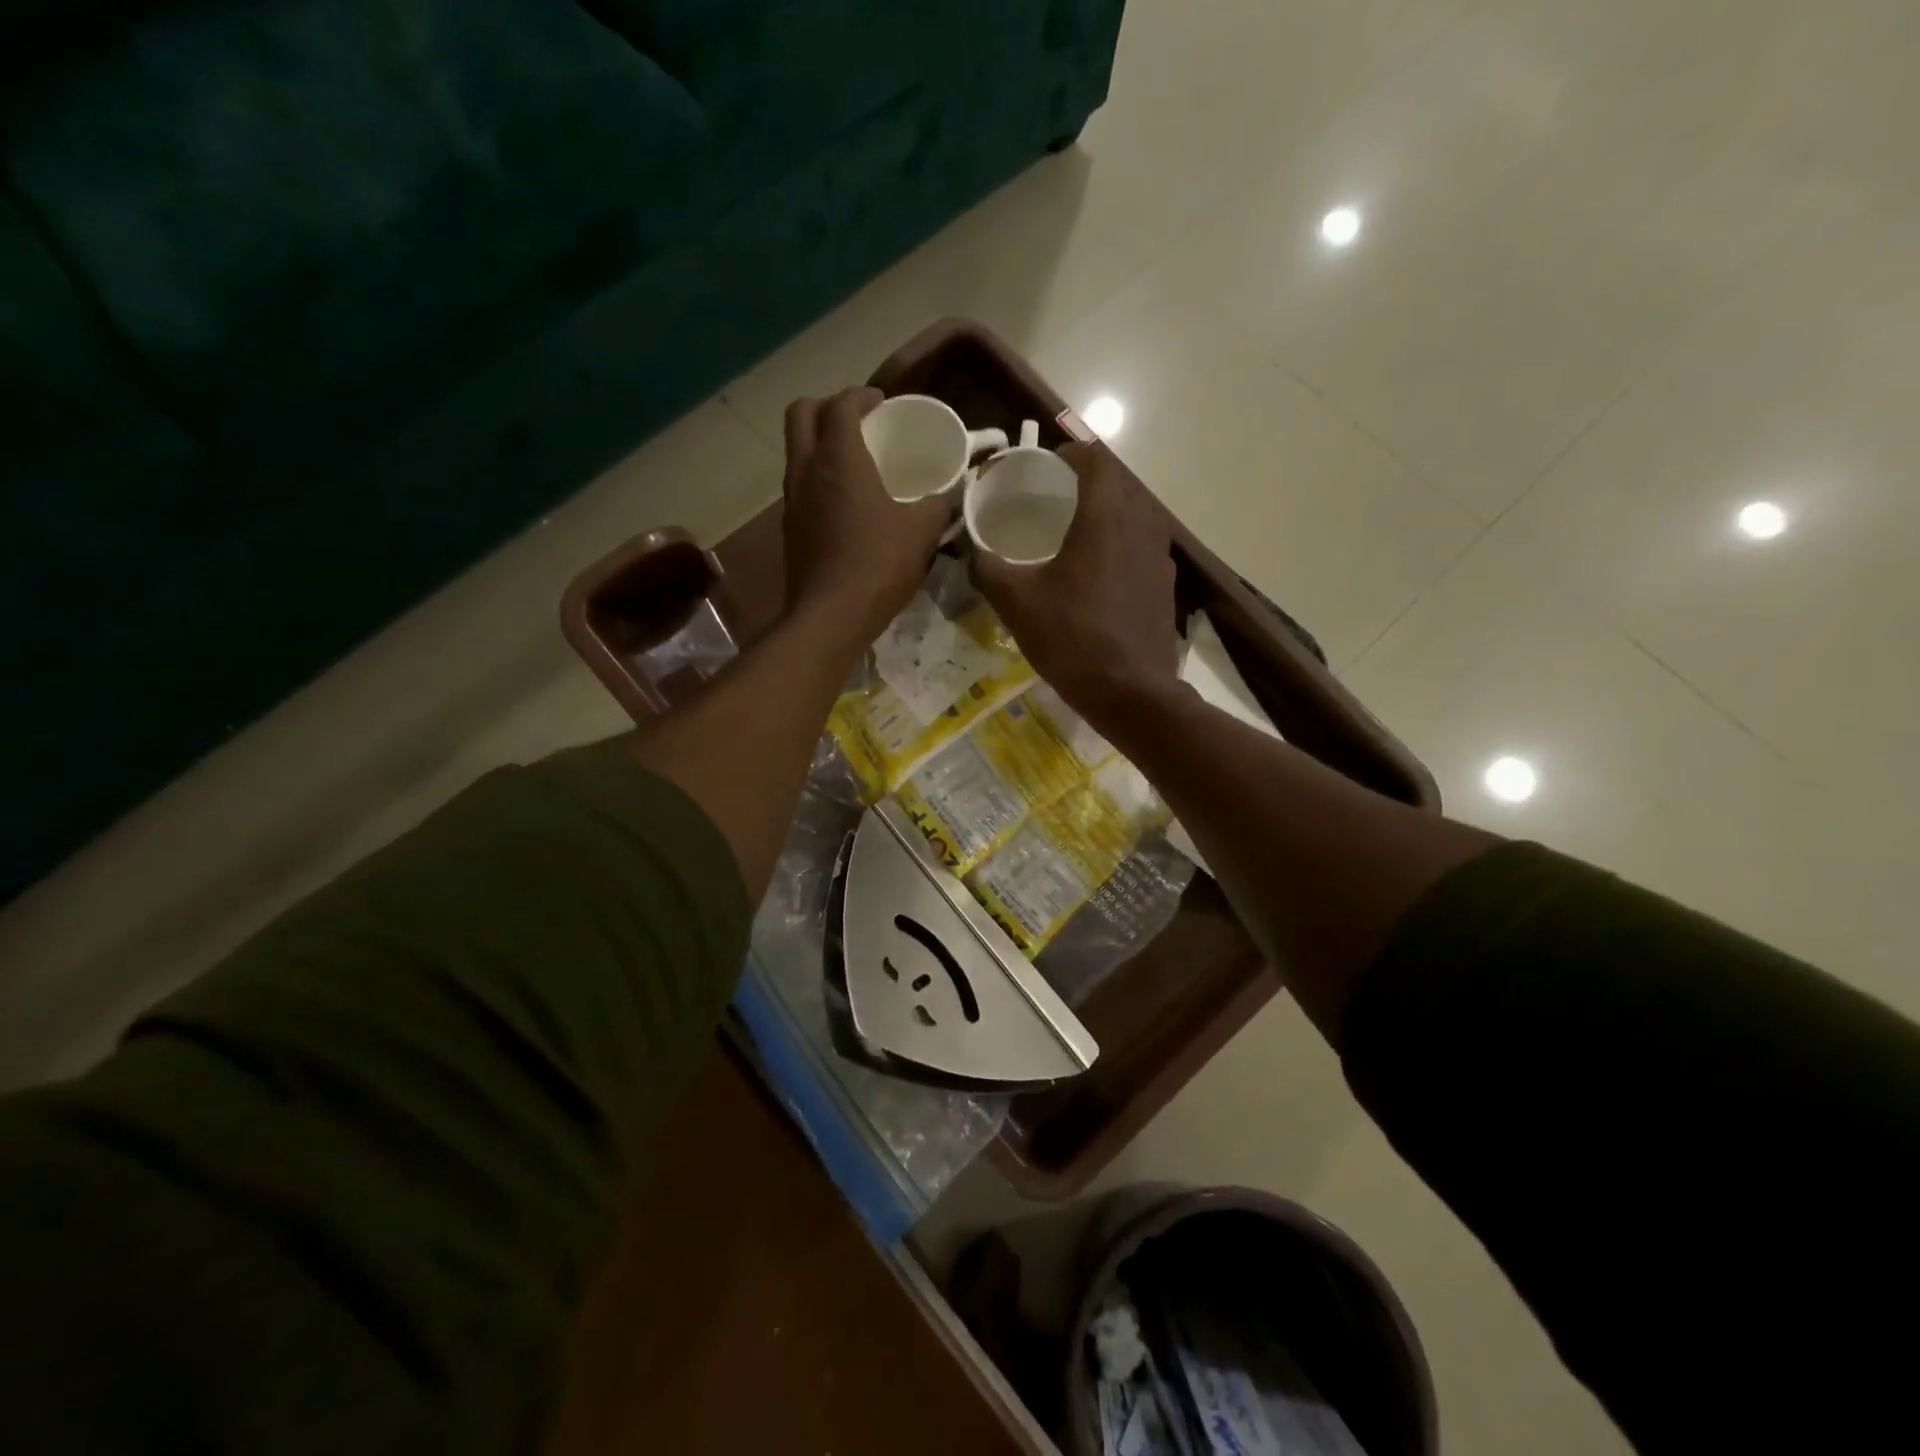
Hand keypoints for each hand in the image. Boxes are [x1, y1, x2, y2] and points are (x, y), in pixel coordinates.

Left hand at [782, 388, 956, 640]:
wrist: (831, 616)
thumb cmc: (878, 565)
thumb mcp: (922, 533)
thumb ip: (940, 507)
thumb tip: (953, 497)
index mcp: (839, 459)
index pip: (841, 404)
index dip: (861, 396)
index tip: (882, 403)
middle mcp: (806, 470)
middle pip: (801, 414)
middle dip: (827, 407)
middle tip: (858, 421)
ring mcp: (792, 500)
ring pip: (796, 451)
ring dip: (820, 444)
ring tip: (854, 461)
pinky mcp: (790, 529)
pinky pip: (800, 485)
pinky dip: (818, 478)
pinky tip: (846, 503)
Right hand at [971, 442, 1181, 724]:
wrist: (1130, 691)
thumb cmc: (1072, 638)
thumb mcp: (1016, 603)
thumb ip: (987, 568)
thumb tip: (969, 549)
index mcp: (1105, 515)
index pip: (1095, 458)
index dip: (1070, 453)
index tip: (1046, 465)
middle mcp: (1140, 523)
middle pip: (1116, 483)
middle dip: (1086, 482)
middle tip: (1054, 497)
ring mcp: (1159, 554)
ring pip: (1133, 513)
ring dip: (1107, 512)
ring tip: (1075, 532)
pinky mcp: (1165, 583)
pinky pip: (1142, 545)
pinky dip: (1120, 543)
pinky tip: (1098, 572)